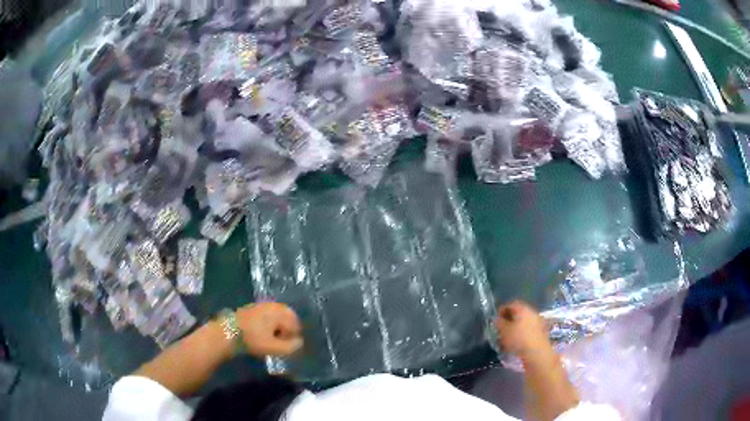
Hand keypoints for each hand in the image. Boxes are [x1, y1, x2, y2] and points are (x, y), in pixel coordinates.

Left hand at [236, 302, 303, 356]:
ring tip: (271, 340)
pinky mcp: (251, 309)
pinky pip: (267, 316)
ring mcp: (261, 305)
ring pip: (276, 316)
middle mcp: (272, 305)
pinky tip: (261, 334)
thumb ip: (291, 346)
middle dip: (287, 330)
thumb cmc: (254, 339)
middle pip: (287, 317)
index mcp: (279, 311)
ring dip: (277, 328)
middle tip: (281, 343)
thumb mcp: (275, 347)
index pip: (295, 323)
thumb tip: (299, 342)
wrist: (227, 332)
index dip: (294, 337)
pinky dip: (268, 325)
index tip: (287, 346)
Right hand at [495, 301, 551, 362]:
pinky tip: (517, 340)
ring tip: (508, 335)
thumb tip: (498, 319)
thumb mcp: (504, 331)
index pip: (511, 304)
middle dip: (509, 318)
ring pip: (523, 320)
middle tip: (501, 326)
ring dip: (515, 325)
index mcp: (523, 309)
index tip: (496, 318)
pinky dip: (521, 331)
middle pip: (518, 312)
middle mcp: (531, 312)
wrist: (537, 351)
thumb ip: (500, 323)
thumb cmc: (519, 339)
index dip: (502, 310)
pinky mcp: (540, 330)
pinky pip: (528, 328)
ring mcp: (537, 321)